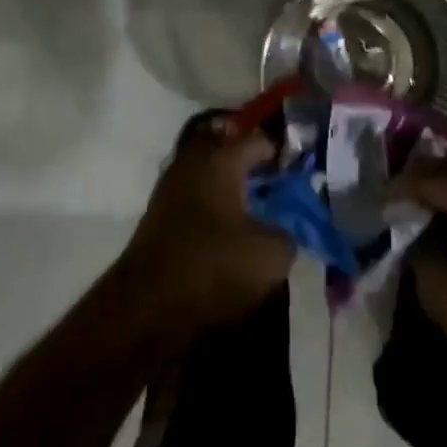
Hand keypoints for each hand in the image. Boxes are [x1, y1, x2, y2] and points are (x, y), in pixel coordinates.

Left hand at [121, 115, 293, 334]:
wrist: (148, 306)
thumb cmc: (214, 268)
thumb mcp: (272, 255)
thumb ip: (287, 232)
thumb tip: (280, 229)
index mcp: (221, 159)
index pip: (259, 140)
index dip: (282, 154)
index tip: (299, 173)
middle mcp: (192, 161)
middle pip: (227, 147)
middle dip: (250, 162)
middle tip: (274, 182)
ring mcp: (170, 185)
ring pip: (208, 171)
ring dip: (230, 183)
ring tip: (255, 207)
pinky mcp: (158, 213)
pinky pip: (195, 194)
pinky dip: (213, 203)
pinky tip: (229, 226)